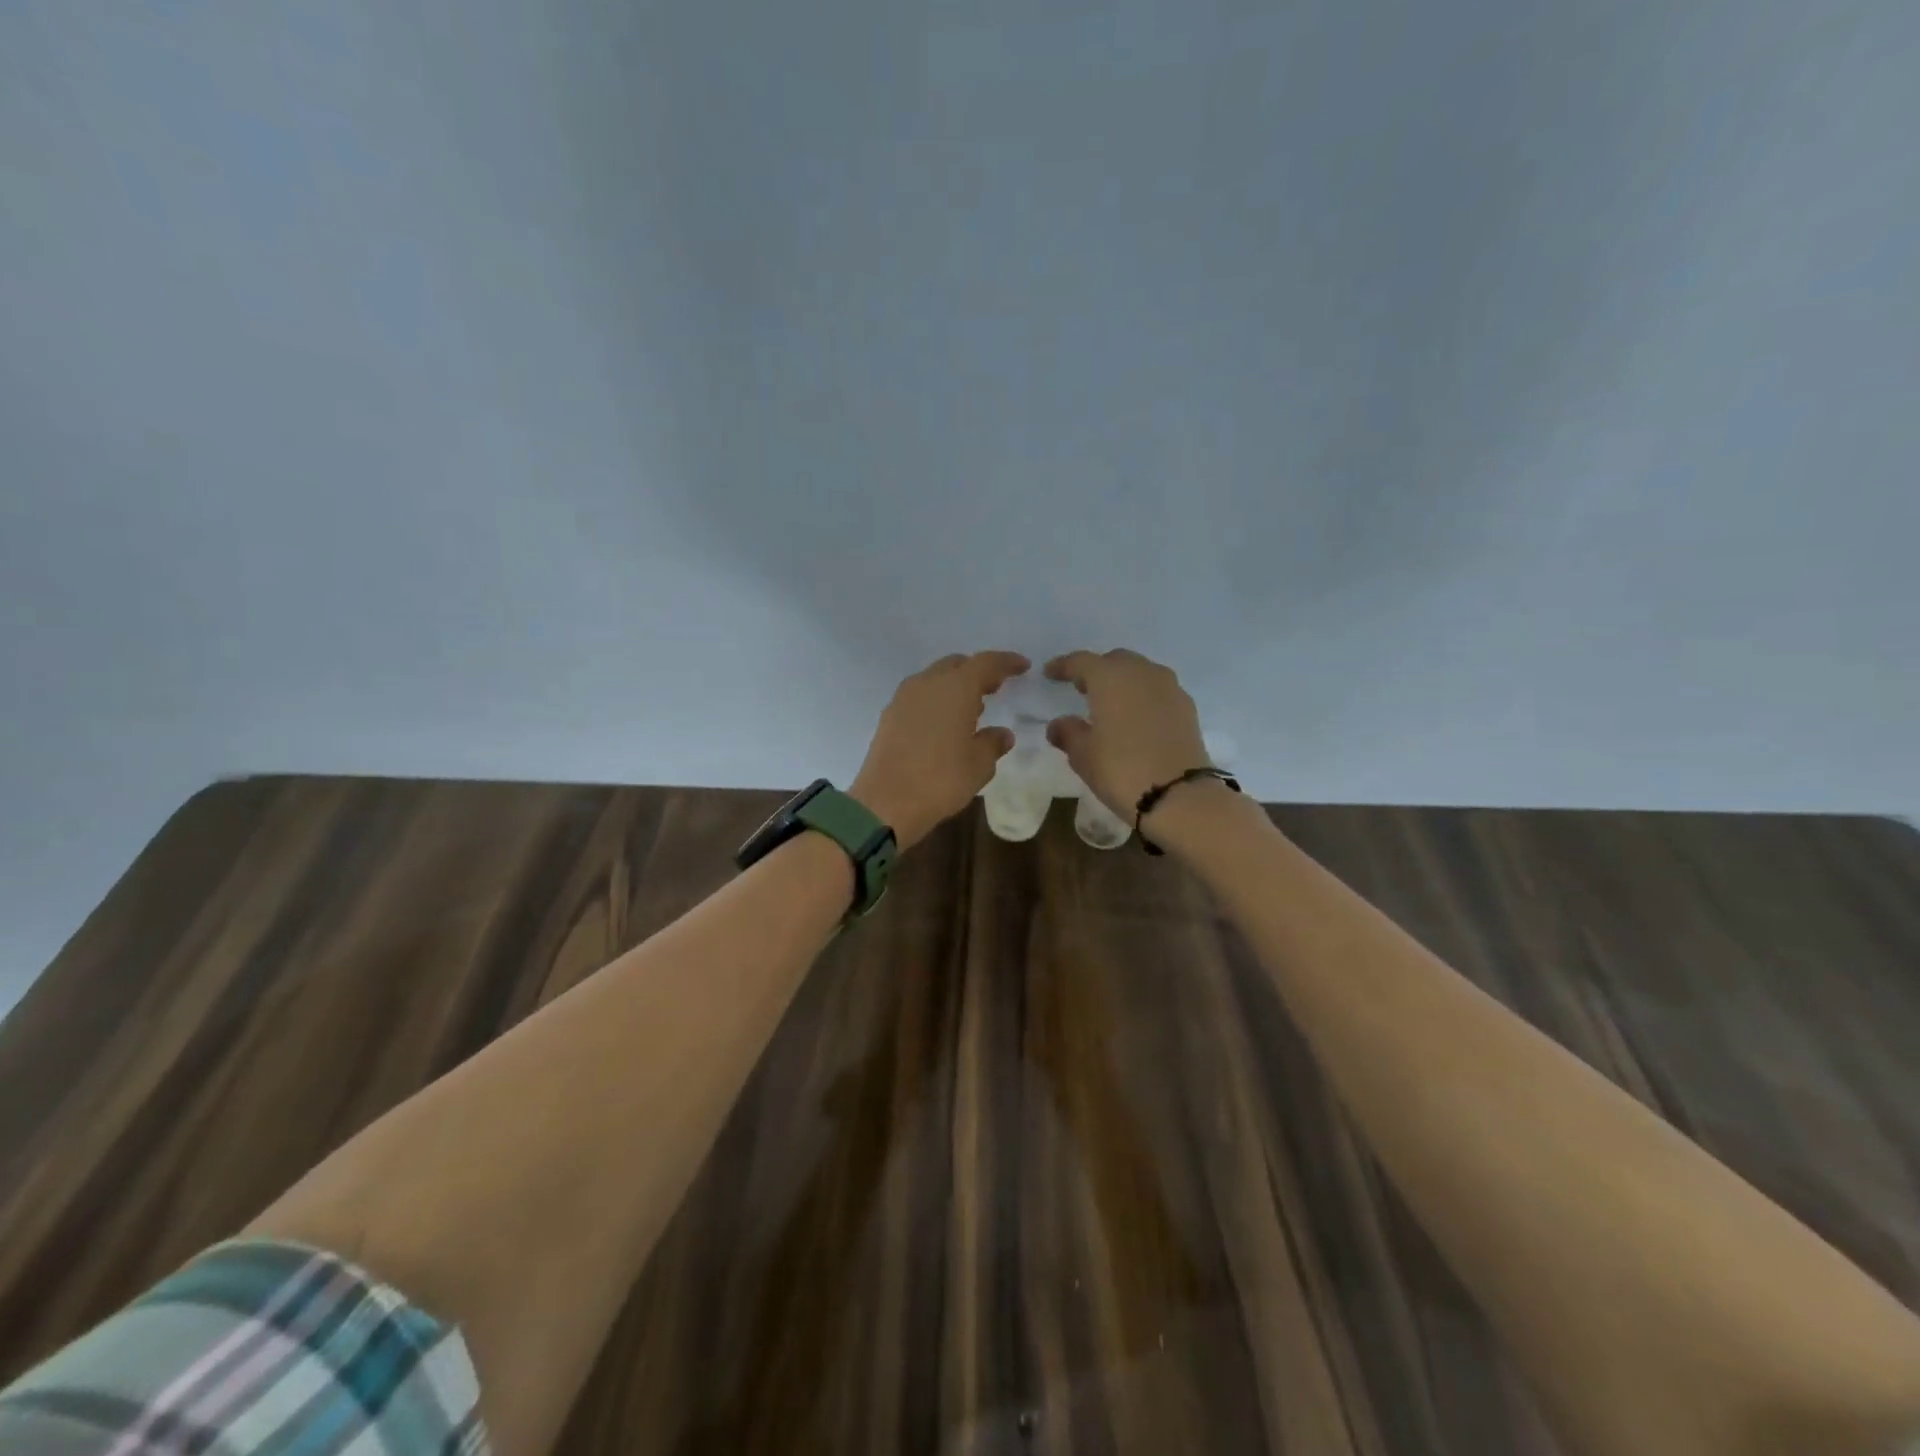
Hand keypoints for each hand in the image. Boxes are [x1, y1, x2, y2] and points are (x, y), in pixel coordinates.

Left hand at [850, 651, 1029, 849]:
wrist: (886, 803)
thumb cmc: (941, 779)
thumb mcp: (979, 765)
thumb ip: (993, 743)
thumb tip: (1002, 734)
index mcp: (956, 687)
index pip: (986, 663)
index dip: (1006, 662)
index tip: (1023, 666)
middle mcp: (927, 683)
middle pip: (956, 665)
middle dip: (978, 672)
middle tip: (996, 687)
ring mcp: (904, 698)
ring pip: (935, 679)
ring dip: (955, 686)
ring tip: (973, 707)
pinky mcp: (889, 716)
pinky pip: (920, 696)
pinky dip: (937, 701)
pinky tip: (945, 723)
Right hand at [1043, 649, 1209, 820]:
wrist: (1179, 796)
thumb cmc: (1121, 770)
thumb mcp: (1083, 755)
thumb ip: (1068, 733)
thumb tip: (1059, 724)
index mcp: (1110, 677)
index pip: (1081, 662)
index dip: (1063, 666)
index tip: (1049, 673)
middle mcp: (1141, 673)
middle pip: (1115, 661)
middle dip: (1097, 670)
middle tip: (1081, 688)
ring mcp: (1169, 688)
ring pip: (1140, 673)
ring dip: (1123, 682)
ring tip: (1110, 703)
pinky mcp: (1187, 708)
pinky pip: (1158, 691)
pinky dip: (1143, 697)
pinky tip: (1135, 718)